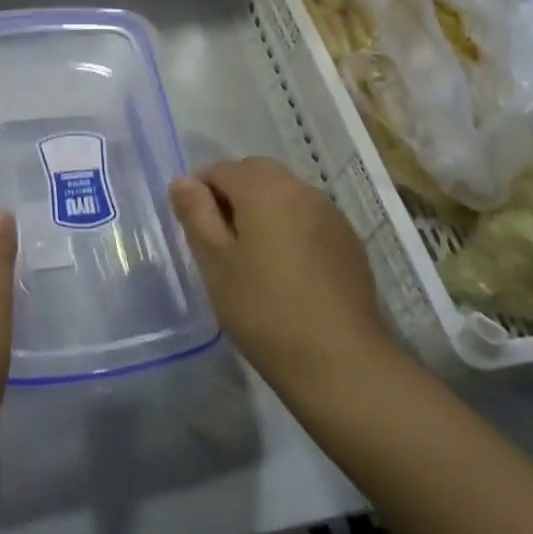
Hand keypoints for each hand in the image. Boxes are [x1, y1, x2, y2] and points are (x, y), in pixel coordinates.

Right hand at [170, 157, 397, 407]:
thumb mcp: (216, 263)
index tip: (193, 227)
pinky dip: (289, 226)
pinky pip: (308, 217)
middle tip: (218, 239)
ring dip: (262, 208)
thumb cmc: (265, 311)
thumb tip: (183, 181)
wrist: (343, 364)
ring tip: (251, 255)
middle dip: (232, 193)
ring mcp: (331, 215)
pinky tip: (285, 269)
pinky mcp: (349, 242)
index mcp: (265, 190)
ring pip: (284, 193)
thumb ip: (196, 214)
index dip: (200, 190)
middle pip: (256, 173)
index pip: (222, 169)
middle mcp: (301, 190)